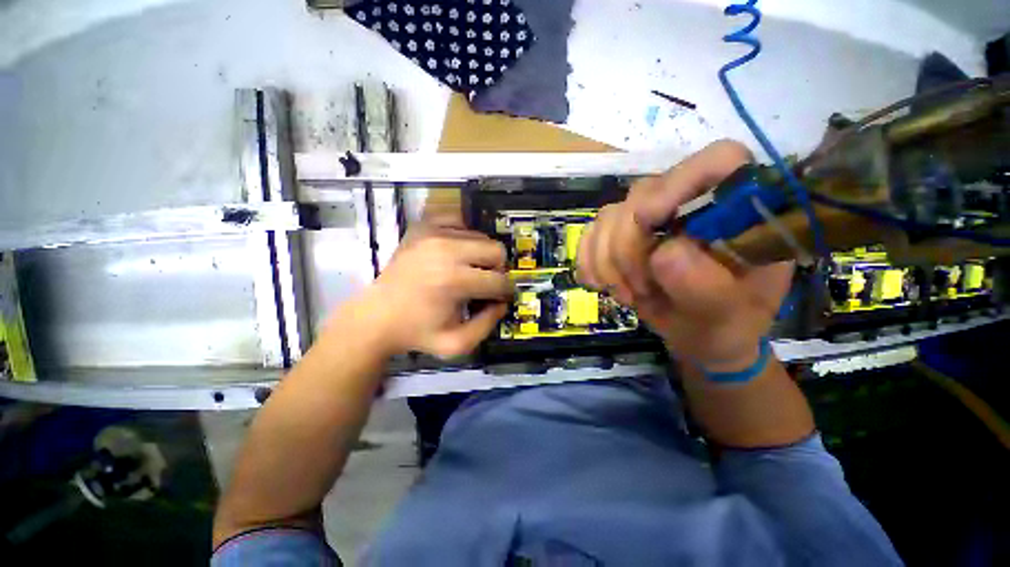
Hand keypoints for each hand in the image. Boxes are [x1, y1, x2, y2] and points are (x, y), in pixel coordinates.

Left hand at [347, 225, 511, 359]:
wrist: (375, 317)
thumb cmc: (416, 333)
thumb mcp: (456, 343)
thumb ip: (488, 324)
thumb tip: (502, 302)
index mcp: (454, 281)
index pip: (500, 280)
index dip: (504, 292)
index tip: (497, 298)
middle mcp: (446, 250)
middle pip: (496, 250)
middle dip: (497, 269)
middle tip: (483, 283)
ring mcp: (432, 233)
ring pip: (481, 236)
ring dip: (480, 255)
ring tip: (466, 271)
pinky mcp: (423, 226)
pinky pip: (459, 222)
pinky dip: (464, 237)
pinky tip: (455, 254)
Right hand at [576, 140, 792, 371]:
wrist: (698, 332)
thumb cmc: (726, 323)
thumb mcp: (728, 315)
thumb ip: (705, 286)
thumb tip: (662, 255)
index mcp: (738, 209)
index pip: (715, 162)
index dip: (677, 184)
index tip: (649, 224)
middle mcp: (690, 200)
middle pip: (642, 195)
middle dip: (628, 248)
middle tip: (637, 291)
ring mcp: (649, 215)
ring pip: (608, 216)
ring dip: (606, 261)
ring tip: (626, 295)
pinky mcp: (619, 233)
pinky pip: (589, 235)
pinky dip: (588, 262)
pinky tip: (599, 284)